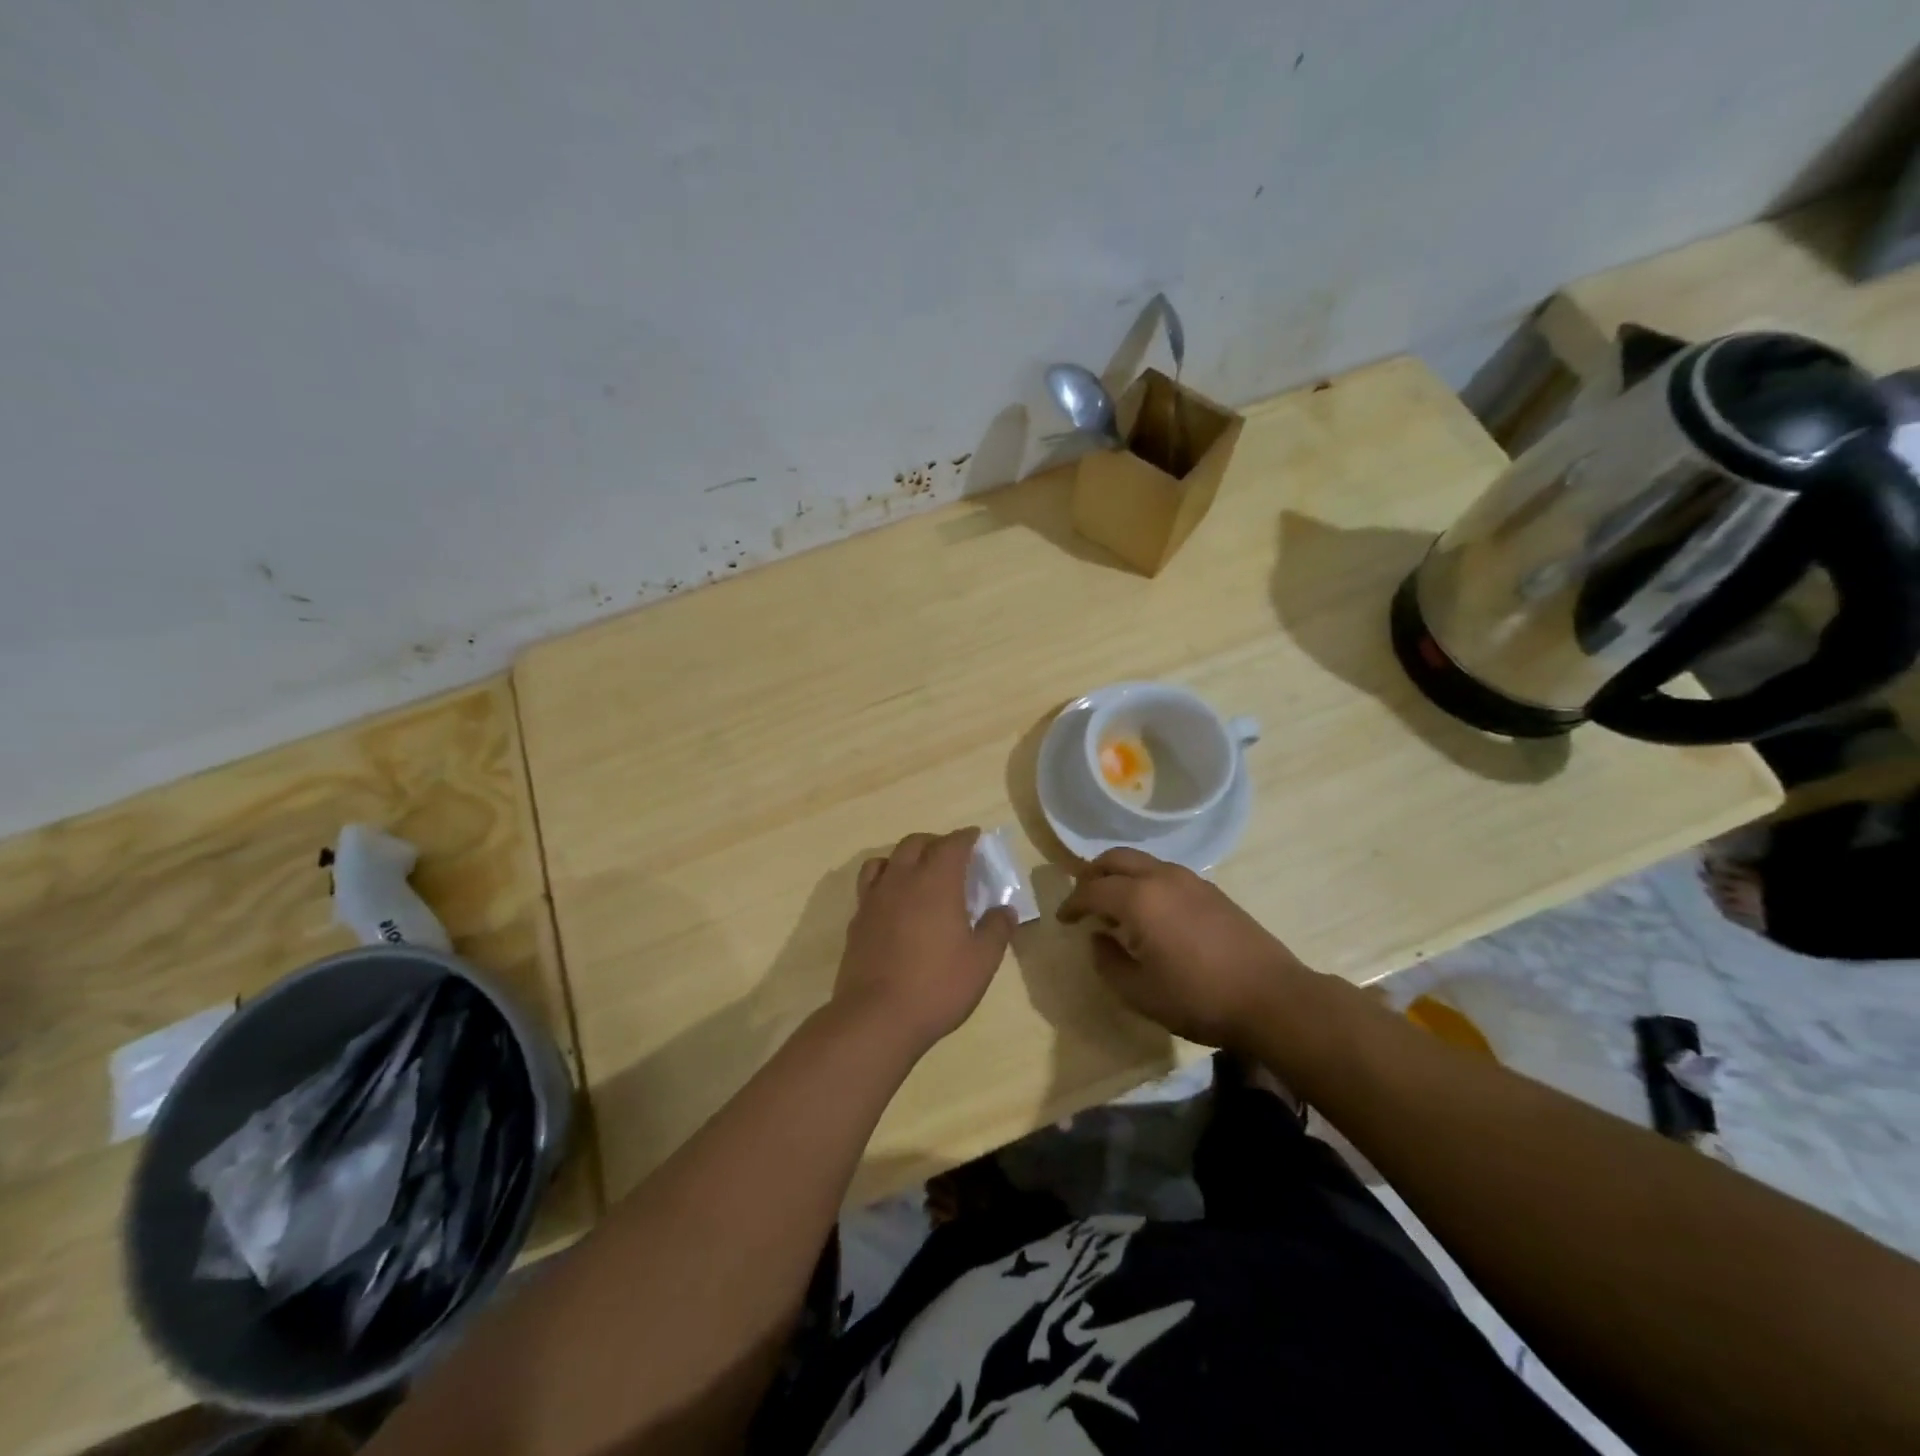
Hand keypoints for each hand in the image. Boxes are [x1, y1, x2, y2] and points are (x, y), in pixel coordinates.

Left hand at [833, 828, 1016, 1057]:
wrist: (876, 1017)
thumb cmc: (937, 986)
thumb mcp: (981, 961)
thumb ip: (996, 930)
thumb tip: (1006, 909)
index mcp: (936, 882)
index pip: (952, 844)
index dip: (965, 837)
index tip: (975, 837)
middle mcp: (902, 880)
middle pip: (915, 844)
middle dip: (935, 842)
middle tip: (951, 855)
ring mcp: (874, 899)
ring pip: (886, 860)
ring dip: (904, 857)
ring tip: (917, 872)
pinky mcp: (857, 921)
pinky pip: (869, 886)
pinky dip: (884, 881)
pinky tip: (893, 903)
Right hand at [1057, 848, 1307, 1048]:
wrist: (1272, 998)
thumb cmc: (1198, 998)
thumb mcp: (1139, 993)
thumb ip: (1108, 962)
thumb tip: (1098, 938)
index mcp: (1138, 899)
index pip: (1091, 889)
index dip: (1071, 903)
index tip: (1062, 919)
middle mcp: (1161, 877)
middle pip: (1115, 859)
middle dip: (1092, 874)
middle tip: (1083, 898)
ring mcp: (1190, 880)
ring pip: (1142, 861)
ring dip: (1120, 875)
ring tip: (1114, 904)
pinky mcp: (1211, 890)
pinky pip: (1165, 872)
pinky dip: (1144, 882)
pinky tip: (1150, 911)